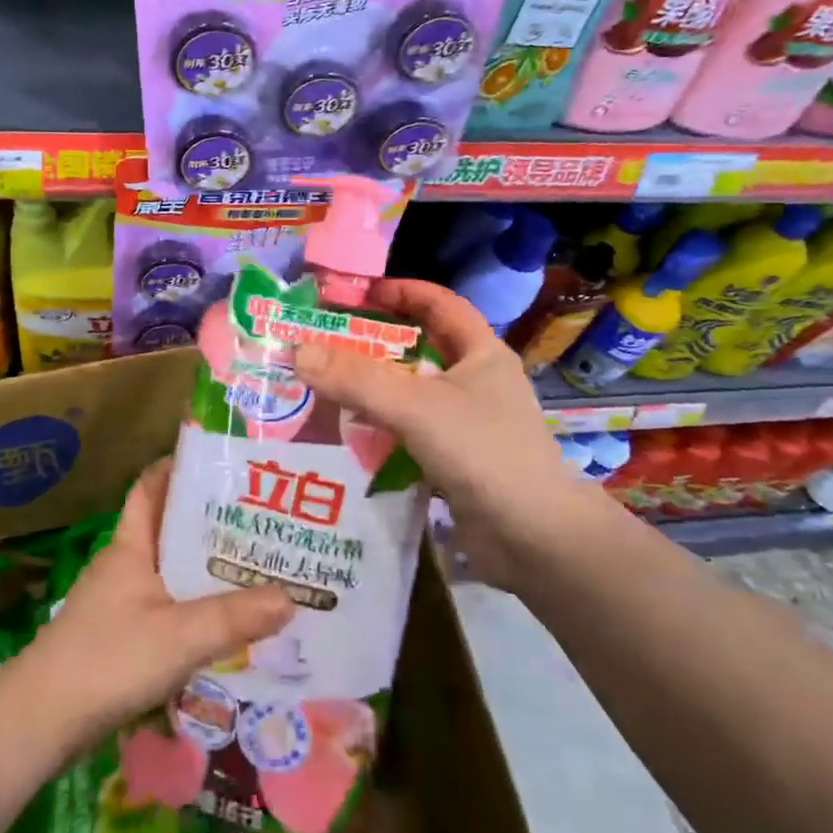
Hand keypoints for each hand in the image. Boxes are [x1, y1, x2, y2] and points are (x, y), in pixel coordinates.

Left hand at [26, 458, 293, 746]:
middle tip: (259, 520)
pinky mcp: (119, 636)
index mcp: (131, 545)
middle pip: (169, 530)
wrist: (40, 722)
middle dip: (209, 523)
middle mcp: (124, 564)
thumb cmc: (108, 659)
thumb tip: (292, 597)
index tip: (220, 462)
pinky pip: (165, 607)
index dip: (178, 467)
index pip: (151, 487)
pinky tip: (223, 624)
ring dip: (204, 569)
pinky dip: (193, 607)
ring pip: (169, 571)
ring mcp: (119, 601)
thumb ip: (234, 617)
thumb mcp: (179, 635)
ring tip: (253, 569)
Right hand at [292, 279, 598, 587]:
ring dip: (373, 388)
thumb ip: (357, 379)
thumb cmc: (483, 453)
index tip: (354, 294)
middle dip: (374, 343)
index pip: (438, 303)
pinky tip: (347, 435)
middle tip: (325, 342)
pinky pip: (410, 433)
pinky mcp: (456, 461)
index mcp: (481, 353)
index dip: (399, 291)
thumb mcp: (416, 406)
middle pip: (420, 348)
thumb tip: (298, 351)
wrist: (535, 541)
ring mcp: (468, 424)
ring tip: (324, 385)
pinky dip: (381, 430)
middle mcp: (476, 382)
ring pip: (411, 393)